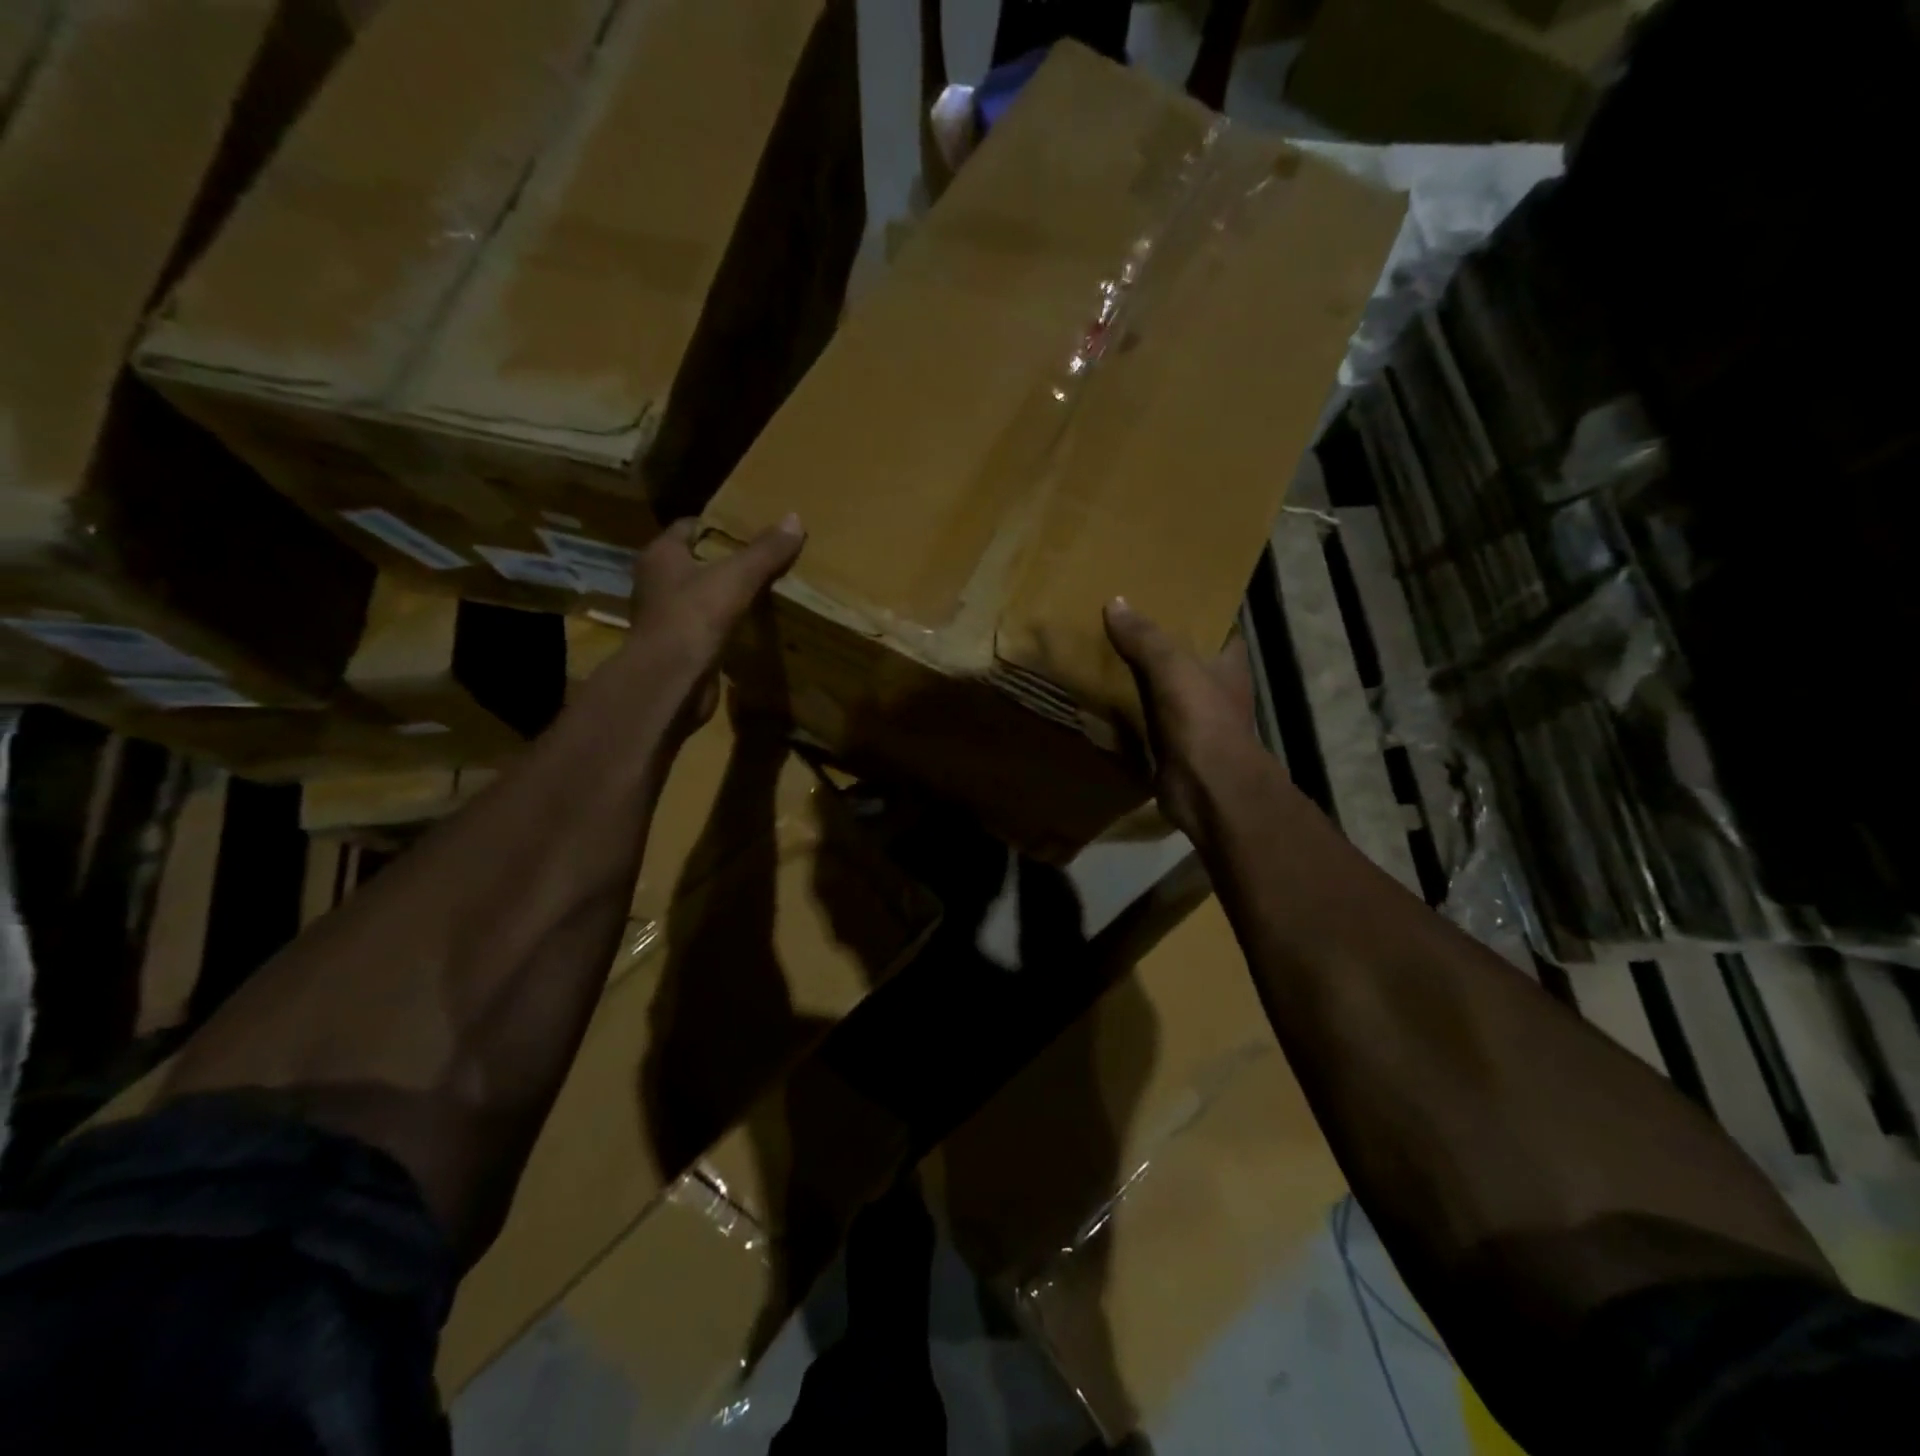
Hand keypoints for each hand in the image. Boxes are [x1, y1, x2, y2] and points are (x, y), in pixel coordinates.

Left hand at [622, 514, 804, 737]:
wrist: (671, 682)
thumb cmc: (694, 618)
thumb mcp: (737, 577)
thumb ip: (765, 551)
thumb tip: (795, 519)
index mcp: (661, 556)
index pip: (689, 527)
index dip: (719, 526)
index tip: (751, 529)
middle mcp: (656, 583)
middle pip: (695, 563)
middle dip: (727, 562)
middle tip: (765, 560)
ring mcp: (665, 618)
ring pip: (701, 597)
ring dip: (726, 596)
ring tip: (764, 592)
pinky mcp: (678, 648)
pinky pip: (706, 629)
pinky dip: (726, 627)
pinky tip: (752, 628)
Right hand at [1105, 597, 1263, 840]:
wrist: (1208, 788)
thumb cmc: (1202, 719)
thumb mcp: (1173, 668)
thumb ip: (1146, 638)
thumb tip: (1115, 602)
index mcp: (1228, 663)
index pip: (1217, 627)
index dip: (1195, 612)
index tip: (1164, 596)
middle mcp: (1214, 688)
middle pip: (1183, 657)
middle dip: (1155, 643)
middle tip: (1119, 620)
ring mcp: (1193, 718)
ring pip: (1160, 689)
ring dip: (1136, 677)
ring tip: (1100, 652)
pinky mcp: (1170, 743)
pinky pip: (1143, 719)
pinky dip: (1125, 710)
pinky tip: (1097, 696)